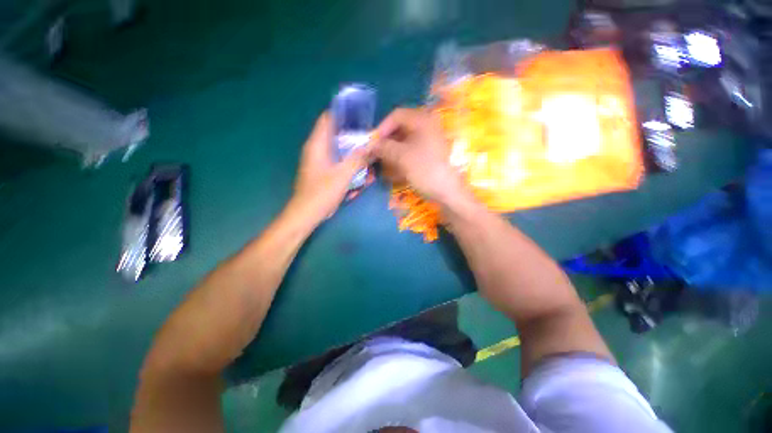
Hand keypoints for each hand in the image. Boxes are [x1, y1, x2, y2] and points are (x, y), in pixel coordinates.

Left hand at [291, 112, 370, 222]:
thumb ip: (358, 158)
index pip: (328, 119)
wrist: (307, 214)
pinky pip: (338, 163)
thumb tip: (372, 144)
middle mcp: (317, 149)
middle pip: (336, 135)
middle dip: (354, 138)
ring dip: (353, 154)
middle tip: (371, 141)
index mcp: (317, 144)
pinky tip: (360, 175)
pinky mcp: (322, 172)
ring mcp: (319, 161)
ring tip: (369, 160)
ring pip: (339, 151)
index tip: (362, 118)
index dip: (344, 115)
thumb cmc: (322, 193)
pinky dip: (348, 165)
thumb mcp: (343, 174)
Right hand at [373, 108, 465, 205]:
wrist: (447, 191)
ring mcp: (429, 141)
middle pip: (400, 128)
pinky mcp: (428, 153)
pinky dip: (400, 158)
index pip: (396, 115)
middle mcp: (427, 126)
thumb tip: (369, 145)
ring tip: (384, 164)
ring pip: (404, 141)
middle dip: (386, 141)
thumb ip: (383, 147)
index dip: (382, 128)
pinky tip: (393, 169)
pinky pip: (410, 151)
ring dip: (392, 151)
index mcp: (422, 120)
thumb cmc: (425, 170)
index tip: (373, 143)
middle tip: (376, 154)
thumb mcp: (401, 157)